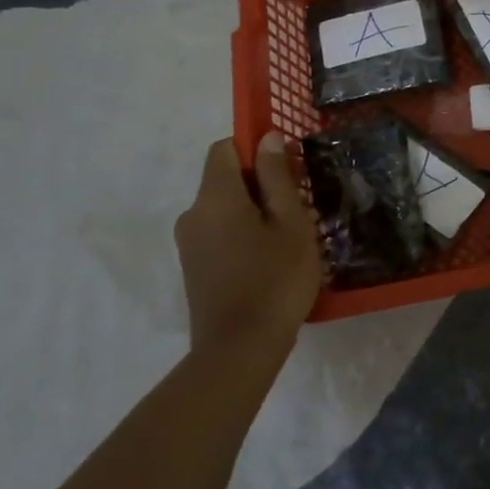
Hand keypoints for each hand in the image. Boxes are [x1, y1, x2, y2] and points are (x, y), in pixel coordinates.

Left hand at [175, 134, 322, 355]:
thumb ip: (277, 176)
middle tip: (300, 208)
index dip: (255, 149)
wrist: (240, 350)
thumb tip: (267, 138)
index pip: (225, 148)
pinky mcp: (194, 268)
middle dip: (262, 184)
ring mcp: (189, 244)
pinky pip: (220, 233)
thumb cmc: (275, 279)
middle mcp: (192, 214)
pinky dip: (244, 235)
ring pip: (225, 209)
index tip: (287, 169)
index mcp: (214, 197)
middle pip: (225, 179)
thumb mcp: (290, 222)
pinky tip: (271, 260)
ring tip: (291, 238)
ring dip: (256, 212)